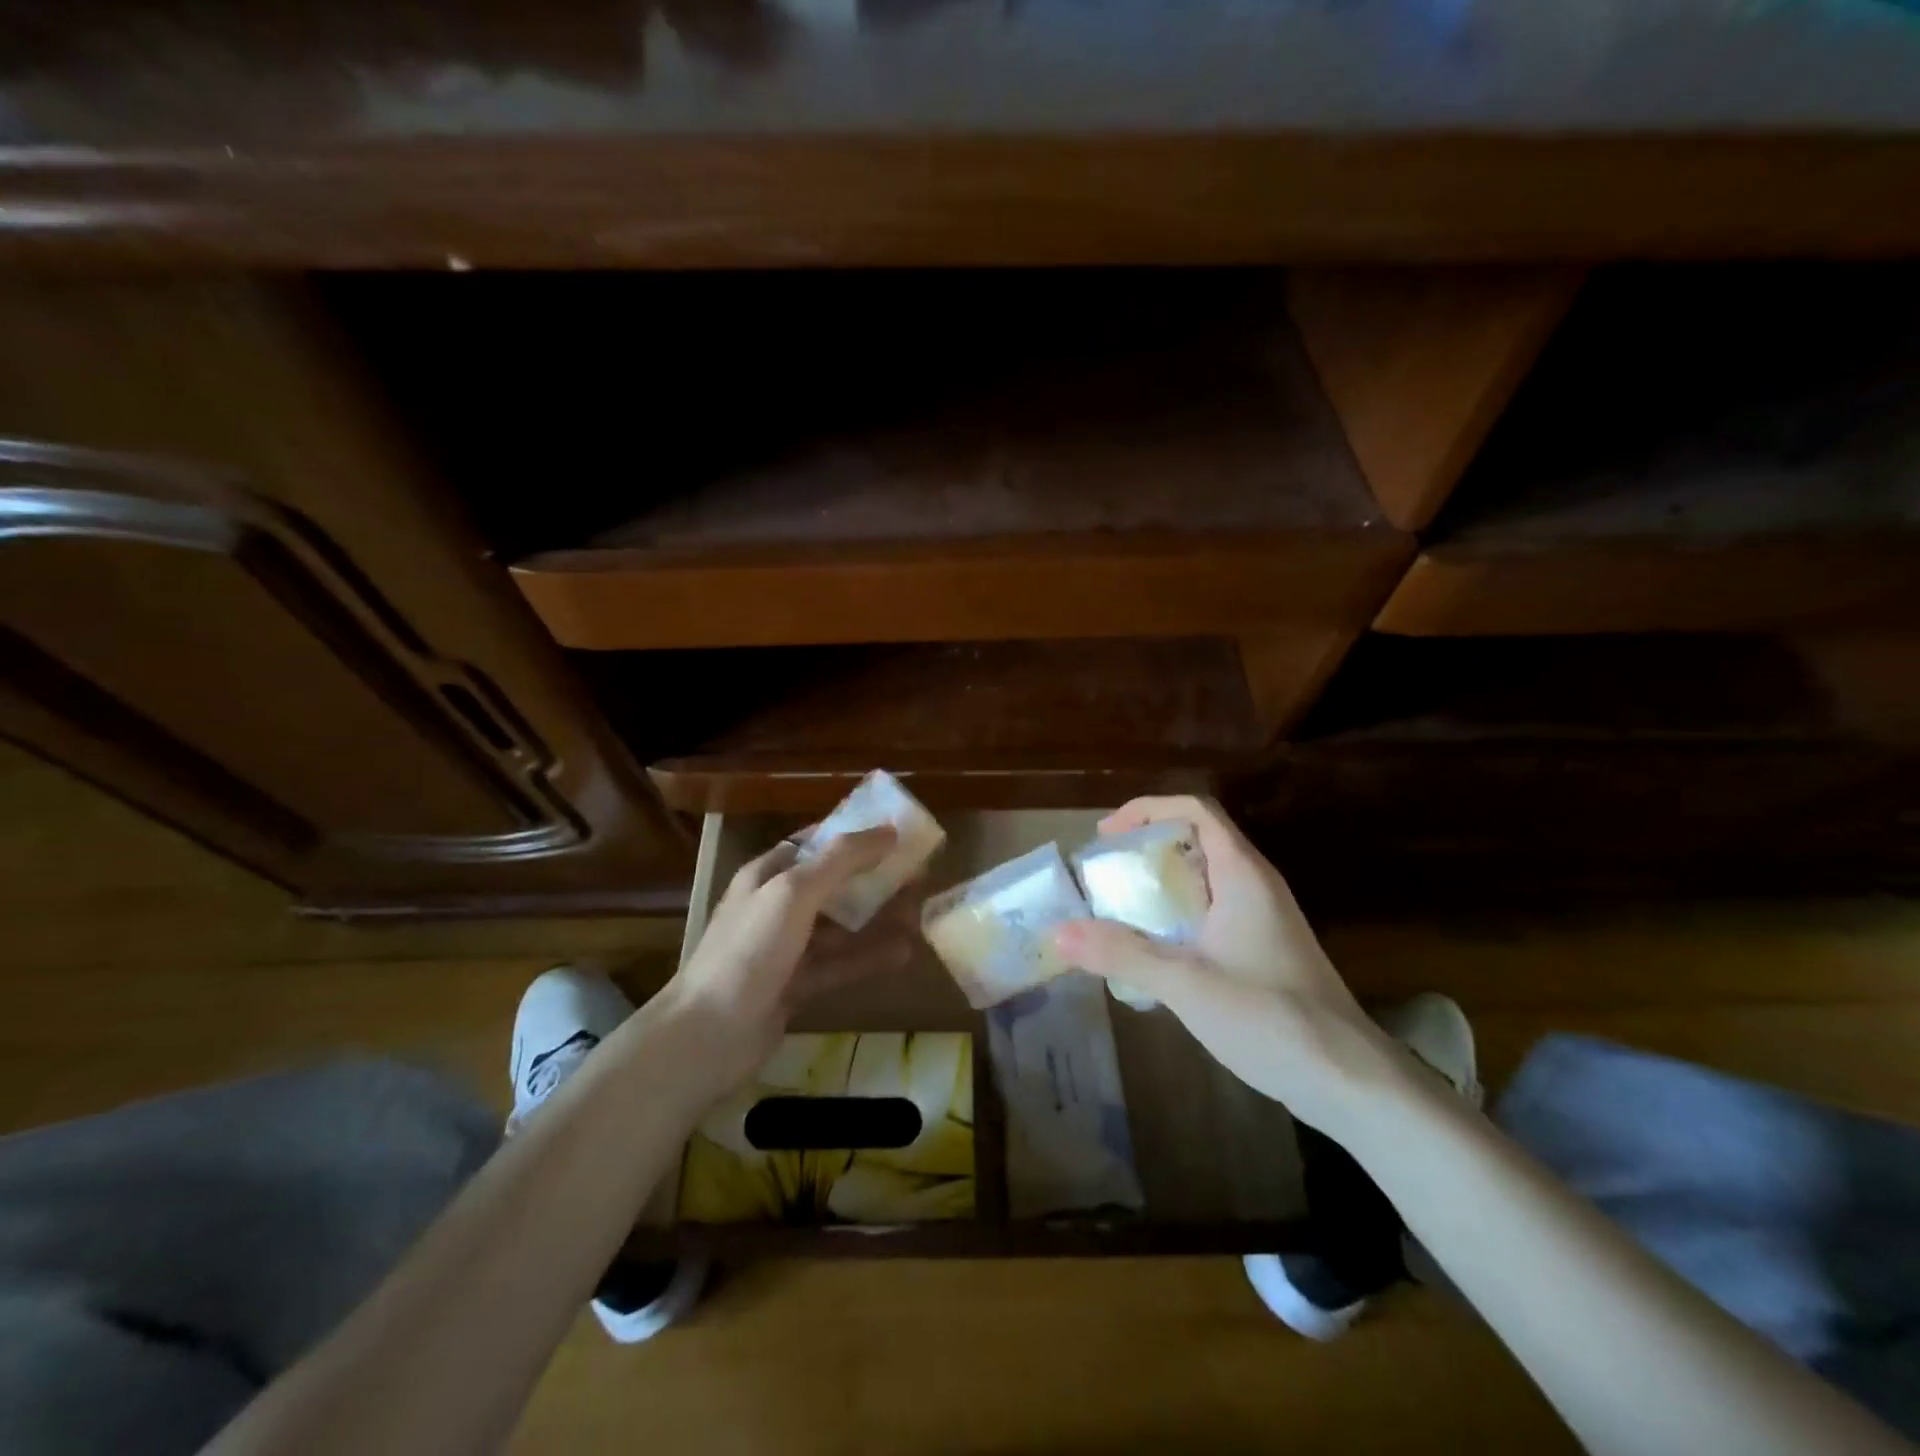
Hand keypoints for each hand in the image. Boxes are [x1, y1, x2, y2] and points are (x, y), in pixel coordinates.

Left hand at [649, 826, 909, 1101]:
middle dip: (873, 879)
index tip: (897, 834)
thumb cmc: (750, 950)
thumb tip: (888, 830)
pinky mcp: (794, 986)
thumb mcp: (794, 892)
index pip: (815, 843)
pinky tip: (903, 954)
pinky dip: (867, 957)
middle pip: (832, 884)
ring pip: (839, 926)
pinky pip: (838, 964)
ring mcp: (785, 948)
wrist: (708, 1035)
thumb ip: (841, 860)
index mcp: (767, 874)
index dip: (854, 835)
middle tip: (919, 876)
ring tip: (919, 914)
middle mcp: (775, 906)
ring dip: (876, 919)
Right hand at [1054, 796, 1397, 1131]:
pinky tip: (1155, 951)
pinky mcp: (1265, 948)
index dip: (1147, 809)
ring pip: (1205, 878)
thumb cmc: (1269, 1017)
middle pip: (1197, 839)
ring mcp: (1264, 917)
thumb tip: (1058, 932)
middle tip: (1104, 873)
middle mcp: (1255, 884)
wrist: (1349, 1079)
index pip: (1195, 809)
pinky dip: (1178, 914)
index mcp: (1242, 873)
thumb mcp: (1185, 983)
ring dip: (1160, 883)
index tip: (1105, 835)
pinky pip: (1213, 910)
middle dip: (1146, 847)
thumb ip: (1121, 954)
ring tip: (1118, 909)